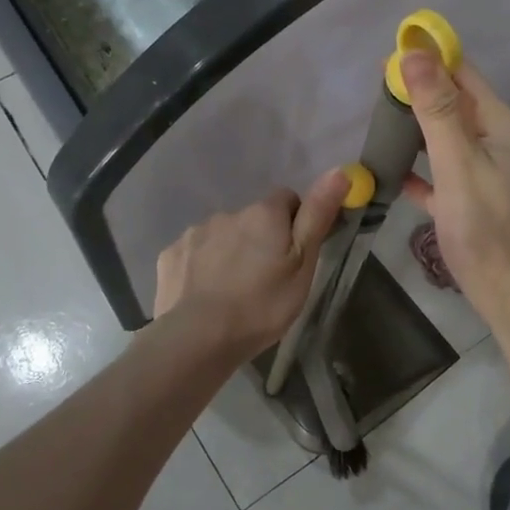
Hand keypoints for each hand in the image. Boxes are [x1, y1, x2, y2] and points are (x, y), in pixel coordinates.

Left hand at [154, 169, 349, 358]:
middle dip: (260, 240)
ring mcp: (194, 233)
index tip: (294, 255)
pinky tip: (204, 295)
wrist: (198, 338)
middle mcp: (228, 213)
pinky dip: (201, 267)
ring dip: (230, 252)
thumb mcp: (302, 264)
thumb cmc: (262, 305)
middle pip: (252, 219)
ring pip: (221, 236)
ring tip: (233, 292)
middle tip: (265, 280)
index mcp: (264, 214)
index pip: (287, 199)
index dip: (295, 223)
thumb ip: (317, 216)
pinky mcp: (170, 255)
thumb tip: (339, 170)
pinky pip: (193, 254)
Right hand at [399, 51, 509, 316]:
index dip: (430, 60)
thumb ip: (437, 109)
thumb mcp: (458, 163)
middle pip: (455, 105)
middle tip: (376, 93)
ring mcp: (487, 174)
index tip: (389, 58)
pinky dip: (421, 169)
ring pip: (448, 139)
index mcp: (501, 125)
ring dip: (418, 129)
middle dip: (419, 93)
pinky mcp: (473, 202)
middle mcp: (498, 142)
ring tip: (380, 123)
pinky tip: (394, 174)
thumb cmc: (486, 227)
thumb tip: (414, 53)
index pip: (464, 75)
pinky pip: (443, 174)